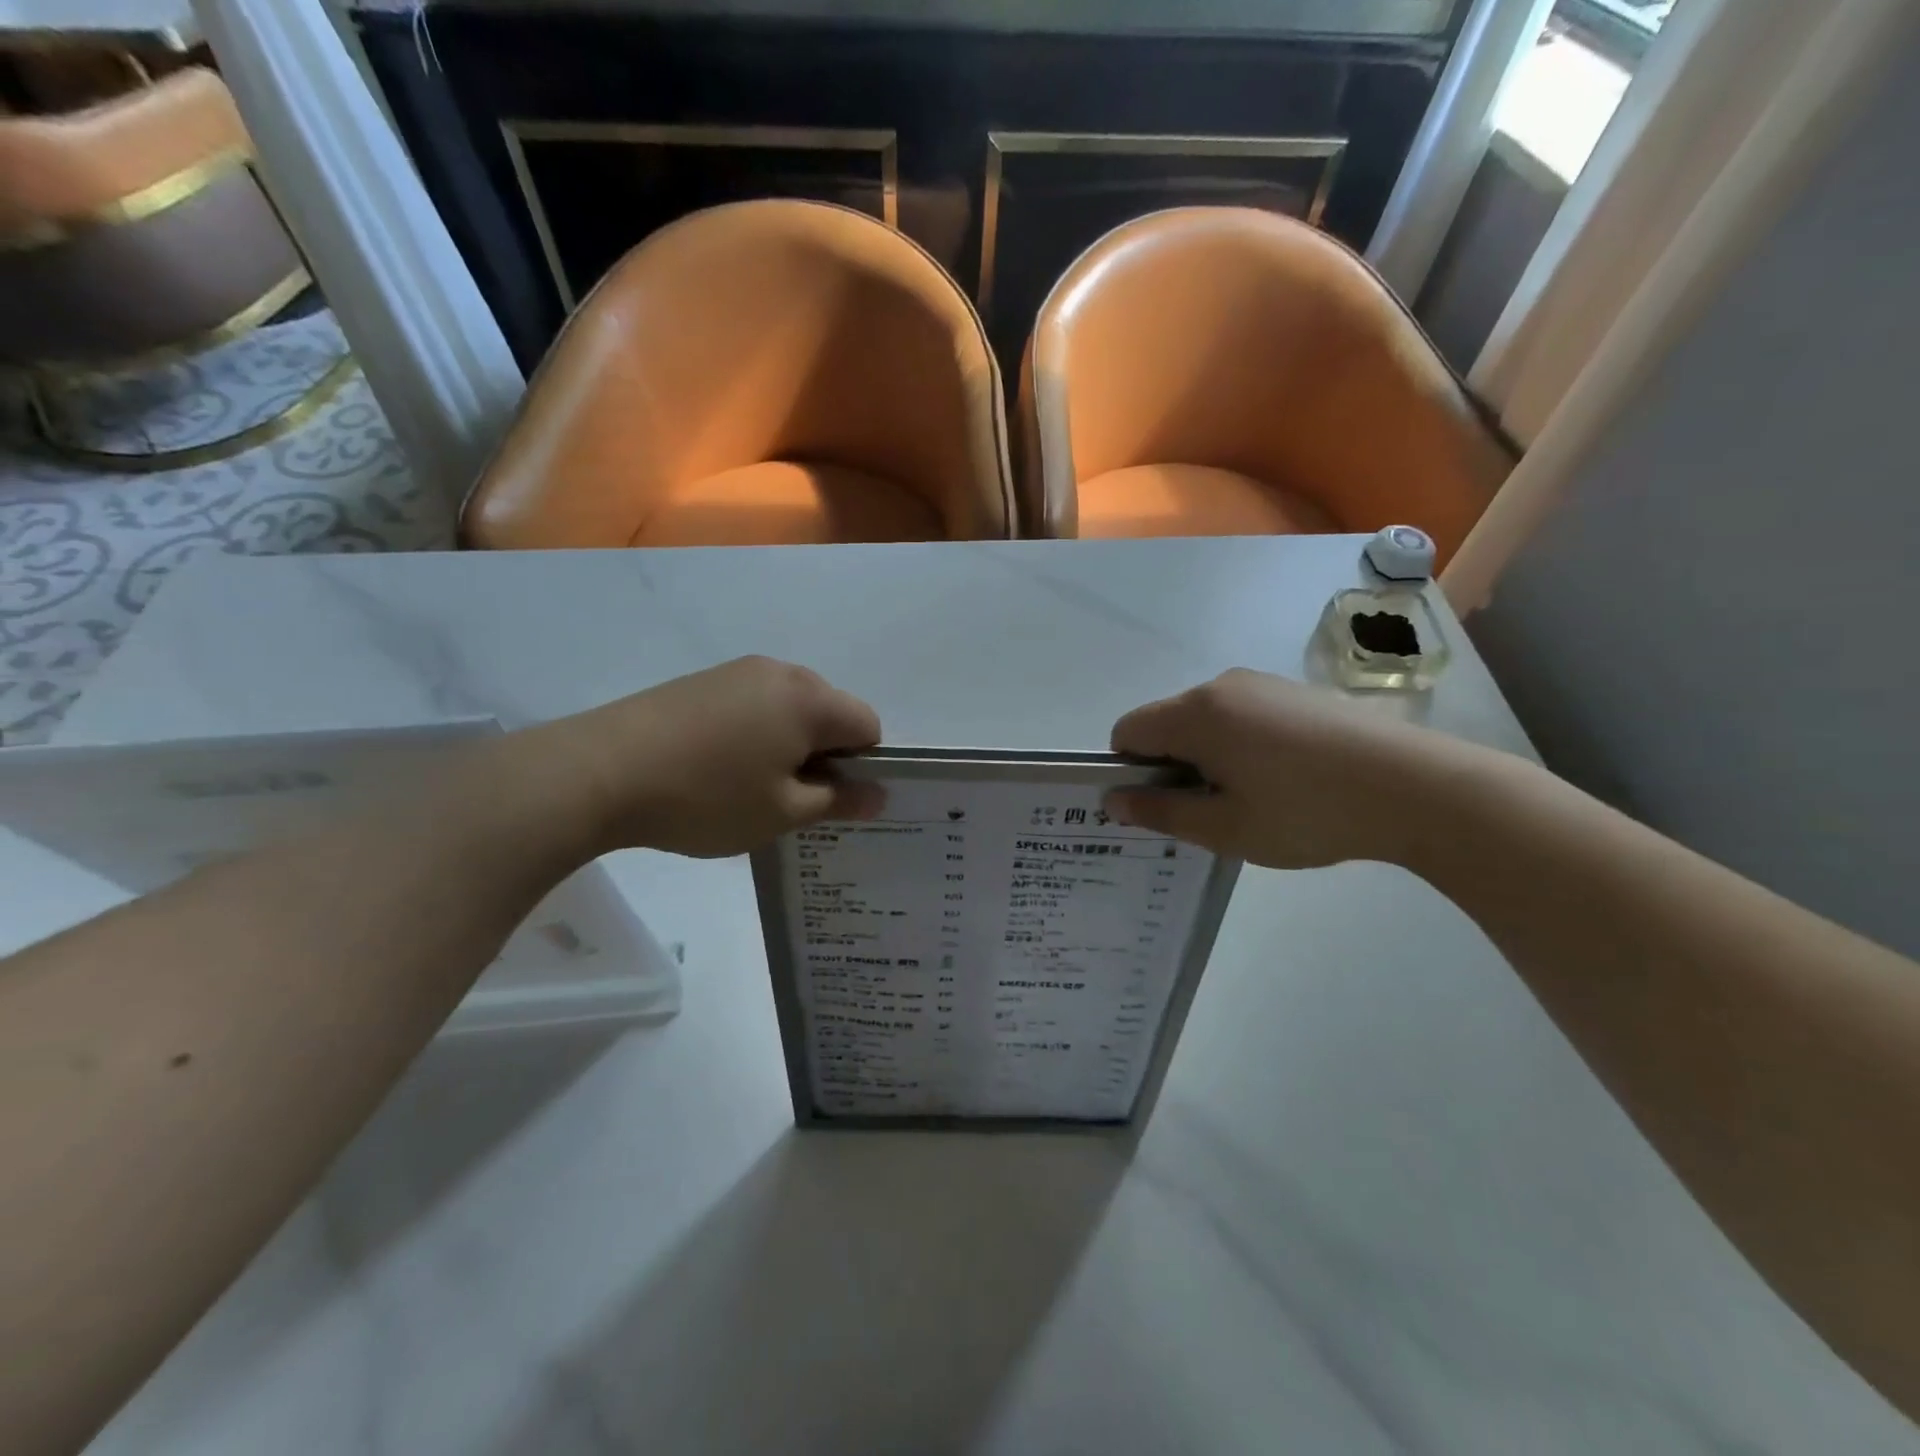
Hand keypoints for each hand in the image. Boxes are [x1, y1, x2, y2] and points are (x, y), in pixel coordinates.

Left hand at [516, 657, 883, 857]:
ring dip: (788, 745)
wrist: (599, 771)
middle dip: (825, 754)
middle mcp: (781, 672)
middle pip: (830, 712)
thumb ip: (838, 801)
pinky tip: (717, 768)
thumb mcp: (782, 813)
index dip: (861, 766)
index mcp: (810, 699)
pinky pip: (754, 705)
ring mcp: (737, 671)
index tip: (828, 800)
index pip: (867, 725)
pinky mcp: (703, 681)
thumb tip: (878, 794)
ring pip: (790, 709)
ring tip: (748, 787)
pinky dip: (755, 734)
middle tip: (788, 799)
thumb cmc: (706, 797)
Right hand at [1107, 669, 1493, 870]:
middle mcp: (1222, 686)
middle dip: (1170, 765)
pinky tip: (1283, 780)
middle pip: (1166, 723)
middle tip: (1208, 813)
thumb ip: (1161, 812)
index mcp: (1196, 713)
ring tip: (1251, 800)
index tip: (1161, 806)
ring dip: (1207, 757)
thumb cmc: (1306, 812)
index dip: (1129, 771)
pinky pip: (1242, 716)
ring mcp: (1263, 684)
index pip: (1128, 731)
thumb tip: (1113, 800)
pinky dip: (1240, 746)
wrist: (1416, 787)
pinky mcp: (1296, 693)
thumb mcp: (1224, 828)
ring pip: (1206, 720)